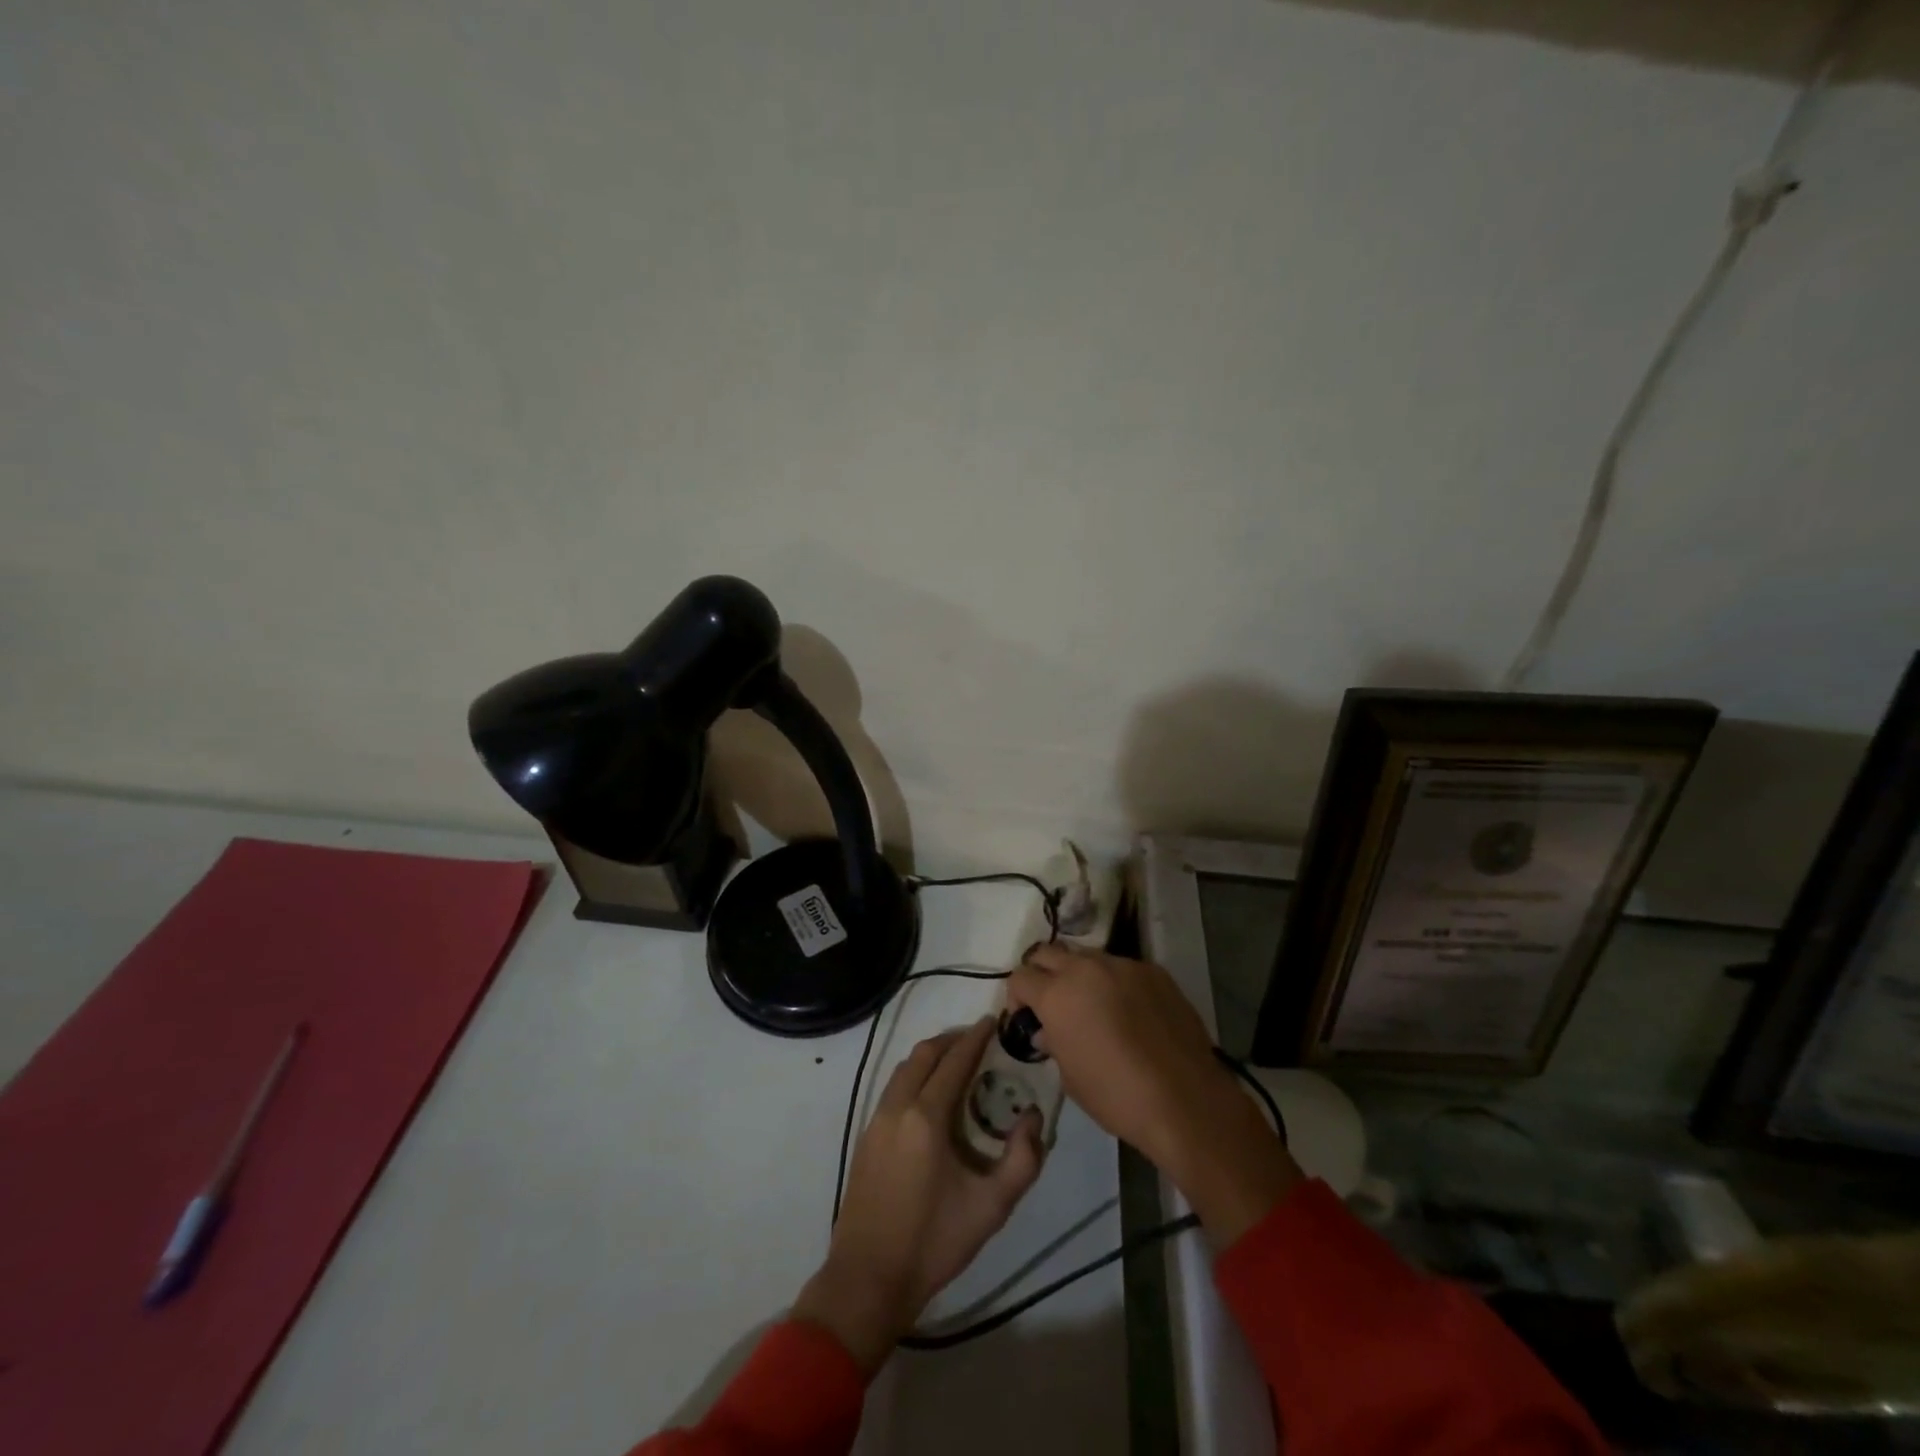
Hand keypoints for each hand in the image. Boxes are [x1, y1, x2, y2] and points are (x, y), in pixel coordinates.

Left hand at [793, 1019, 1043, 1374]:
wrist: (868, 1278)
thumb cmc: (933, 1242)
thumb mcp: (991, 1207)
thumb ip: (1023, 1159)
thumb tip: (1034, 1116)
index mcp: (926, 1117)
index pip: (954, 1061)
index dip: (974, 1038)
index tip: (991, 1020)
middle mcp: (897, 1107)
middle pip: (923, 1055)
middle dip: (950, 1040)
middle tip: (976, 1037)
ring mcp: (876, 1121)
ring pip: (903, 1069)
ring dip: (929, 1056)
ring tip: (955, 1061)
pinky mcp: (865, 1137)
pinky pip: (893, 1088)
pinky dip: (914, 1075)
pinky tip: (929, 1095)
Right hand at [1009, 946, 1299, 1244]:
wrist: (1185, 1099)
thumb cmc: (1116, 1096)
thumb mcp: (1070, 1077)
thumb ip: (1054, 1043)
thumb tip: (1049, 1031)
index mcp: (1057, 994)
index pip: (1020, 977)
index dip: (1016, 997)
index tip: (1025, 1017)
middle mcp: (1086, 969)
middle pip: (1047, 953)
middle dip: (1041, 973)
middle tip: (1049, 1001)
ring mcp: (1123, 966)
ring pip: (1087, 956)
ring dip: (1079, 975)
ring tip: (1092, 1005)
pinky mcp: (1154, 972)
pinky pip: (1123, 968)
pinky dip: (1115, 983)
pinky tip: (1129, 1012)